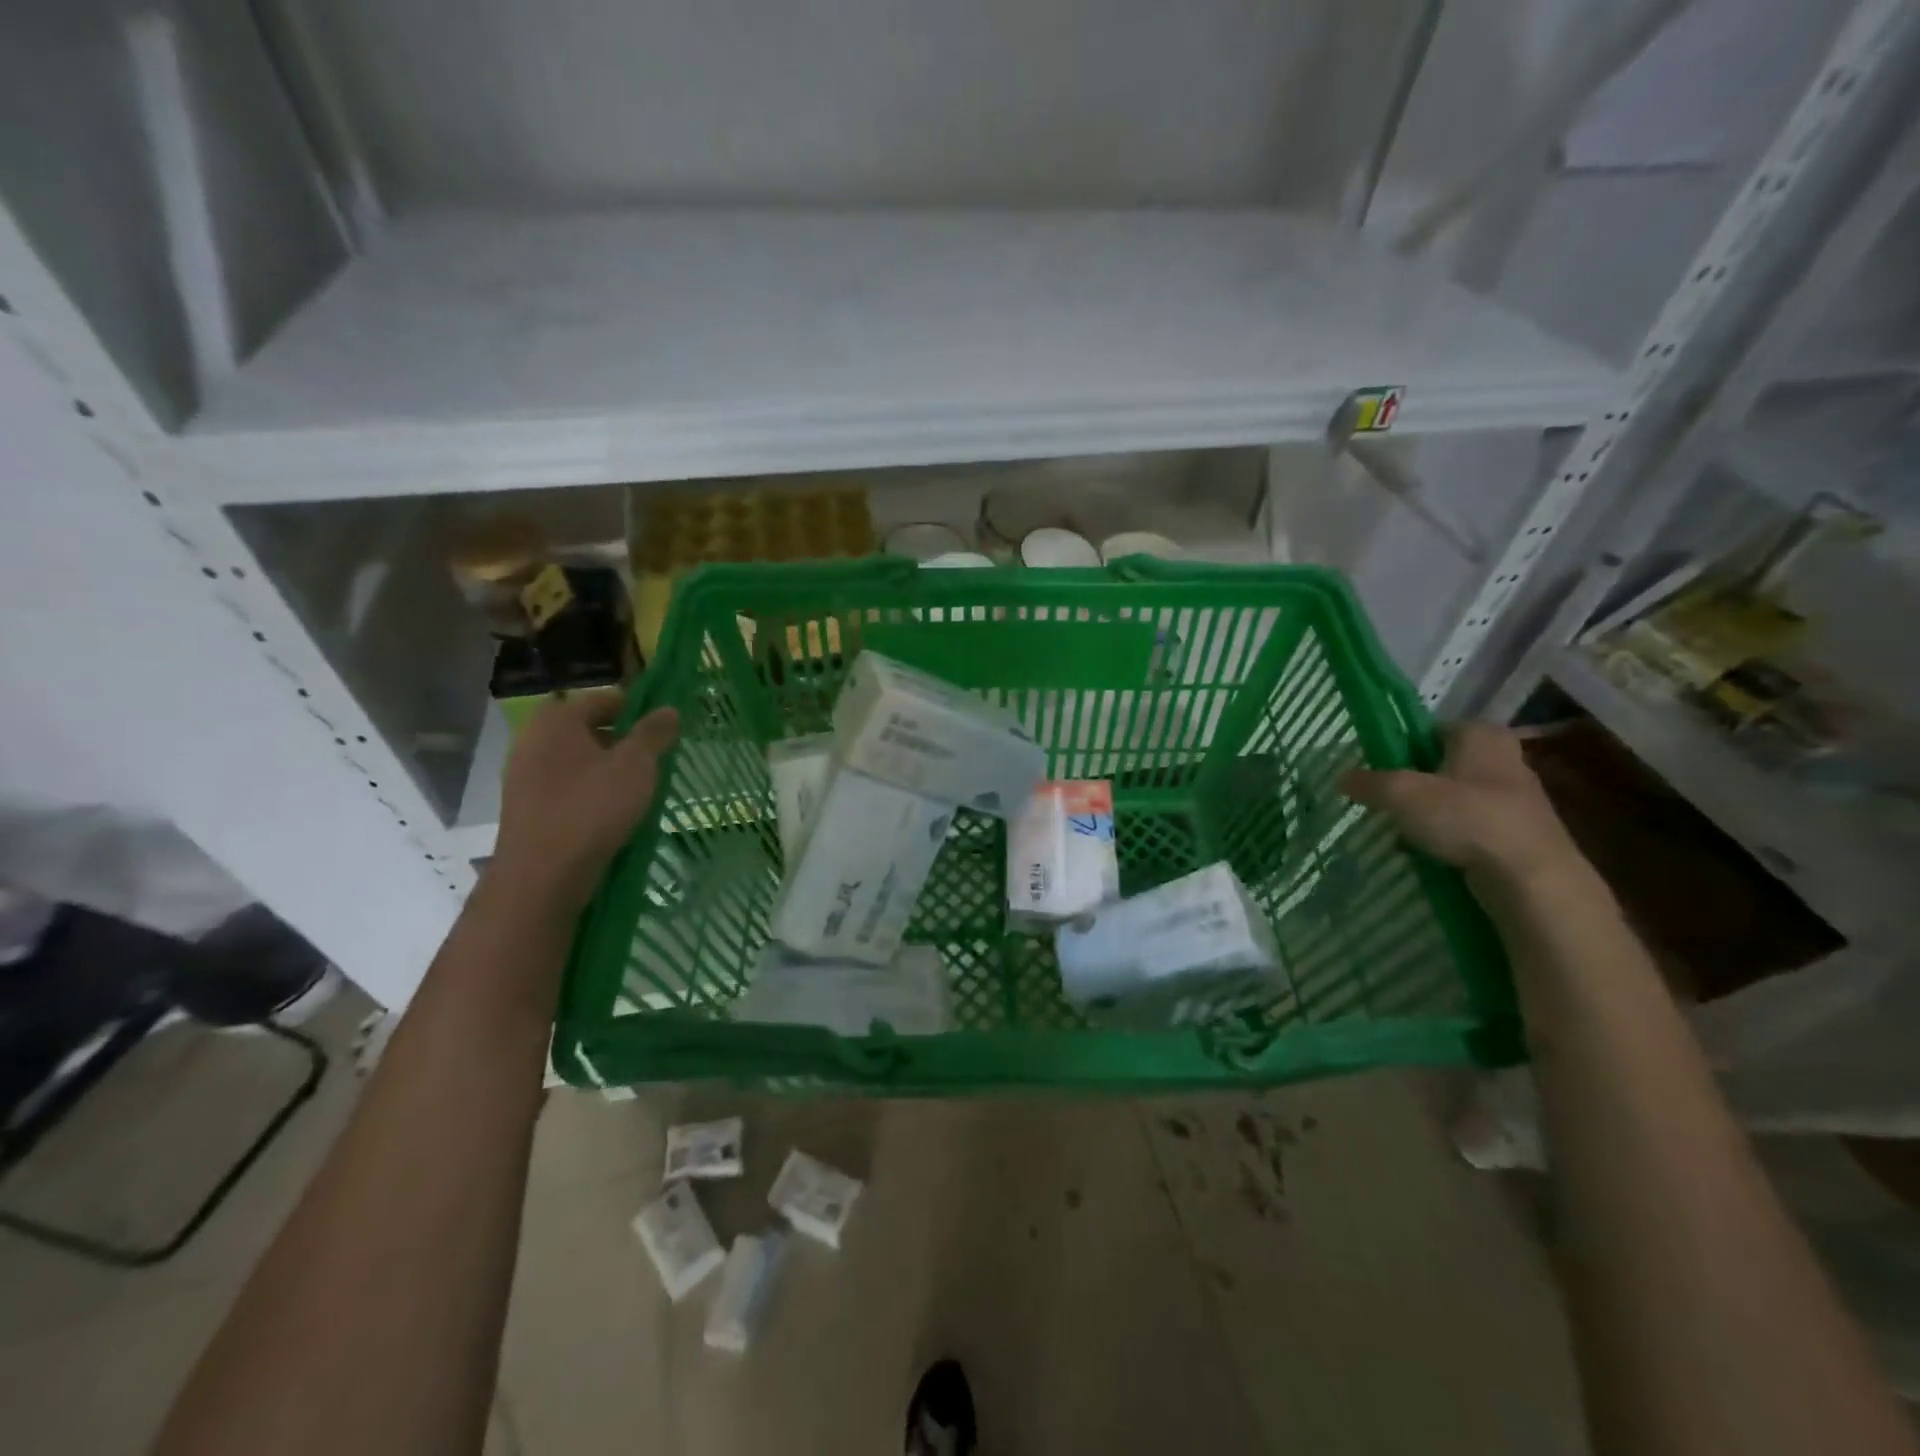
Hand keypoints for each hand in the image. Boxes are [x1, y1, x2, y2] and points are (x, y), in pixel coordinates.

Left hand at [492, 691, 679, 909]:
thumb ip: (654, 733)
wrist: (542, 875)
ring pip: (576, 759)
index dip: (637, 709)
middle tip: (653, 758)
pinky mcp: (526, 807)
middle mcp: (533, 740)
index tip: (663, 728)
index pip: (604, 699)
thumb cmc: (592, 808)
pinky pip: (565, 786)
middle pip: (587, 729)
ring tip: (637, 786)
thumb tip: (669, 709)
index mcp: (557, 720)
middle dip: (621, 739)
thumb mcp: (636, 765)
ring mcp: (524, 775)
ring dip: (606, 767)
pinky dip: (588, 790)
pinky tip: (611, 811)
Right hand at [1341, 722, 1585, 890]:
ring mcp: (1516, 799)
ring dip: (1429, 814)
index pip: (1430, 730)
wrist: (1531, 879)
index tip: (1376, 768)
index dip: (1400, 746)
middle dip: (1414, 783)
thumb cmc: (1467, 819)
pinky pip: (1470, 827)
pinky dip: (1449, 837)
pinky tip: (1429, 854)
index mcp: (1480, 735)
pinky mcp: (1519, 834)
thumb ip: (1368, 782)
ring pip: (1455, 798)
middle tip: (1384, 800)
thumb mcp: (1400, 794)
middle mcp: (1504, 759)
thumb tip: (1343, 778)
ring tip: (1401, 831)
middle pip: (1442, 765)